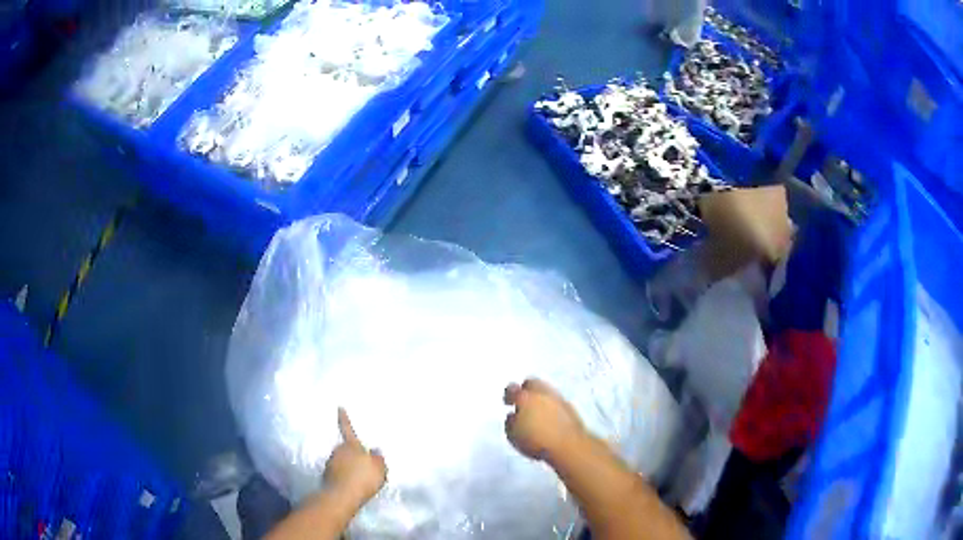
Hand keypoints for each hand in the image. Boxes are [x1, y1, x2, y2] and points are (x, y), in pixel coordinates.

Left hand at [322, 408, 386, 507]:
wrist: (341, 496)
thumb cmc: (363, 479)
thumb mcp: (379, 468)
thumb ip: (378, 458)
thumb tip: (375, 449)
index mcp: (351, 446)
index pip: (347, 429)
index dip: (344, 418)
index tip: (339, 407)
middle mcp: (338, 451)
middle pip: (346, 449)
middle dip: (353, 454)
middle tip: (364, 465)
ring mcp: (330, 464)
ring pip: (341, 462)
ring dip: (348, 467)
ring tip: (360, 479)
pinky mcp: (327, 476)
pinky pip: (338, 473)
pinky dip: (345, 477)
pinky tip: (352, 486)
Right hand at [504, 379, 586, 462]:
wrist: (569, 446)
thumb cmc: (536, 441)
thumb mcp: (513, 436)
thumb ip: (510, 423)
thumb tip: (513, 416)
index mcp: (525, 398)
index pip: (512, 389)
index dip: (509, 395)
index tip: (508, 401)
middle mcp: (542, 393)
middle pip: (532, 383)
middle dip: (526, 389)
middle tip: (523, 401)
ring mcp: (559, 399)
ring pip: (547, 391)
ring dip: (541, 397)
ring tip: (537, 411)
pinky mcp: (571, 408)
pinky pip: (558, 402)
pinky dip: (552, 406)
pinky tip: (550, 418)